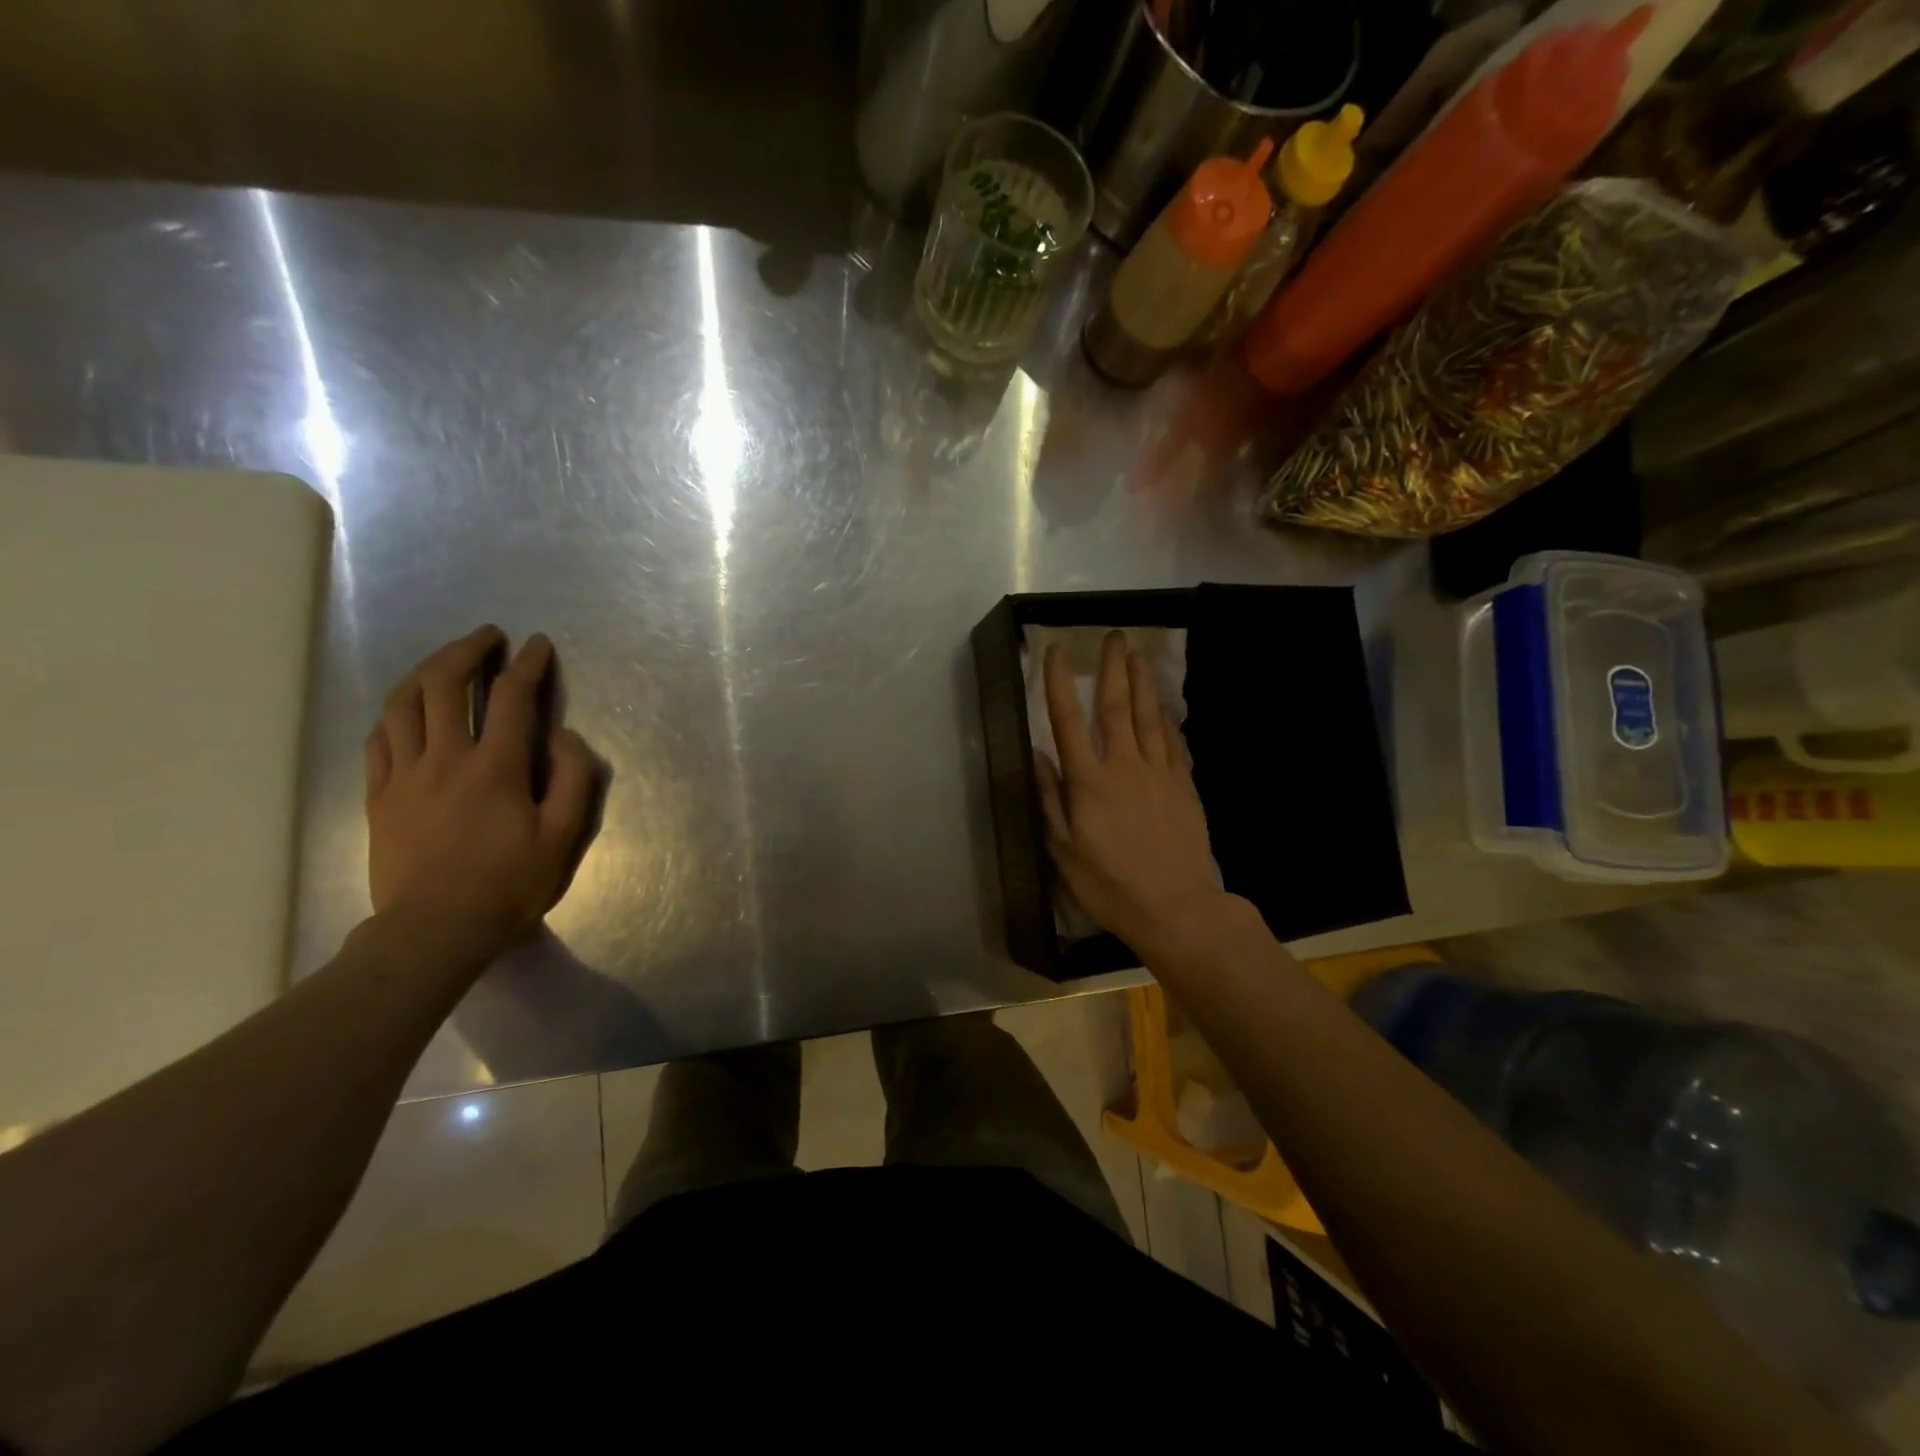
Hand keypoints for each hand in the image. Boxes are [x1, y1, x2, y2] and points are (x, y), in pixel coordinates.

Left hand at [365, 626, 600, 952]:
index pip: (511, 697)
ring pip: (403, 703)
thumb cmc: (509, 883)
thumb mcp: (563, 836)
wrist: (435, 929)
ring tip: (446, 661)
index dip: (528, 665)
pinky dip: (395, 711)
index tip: (538, 646)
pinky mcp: (378, 795)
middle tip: (488, 638)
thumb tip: (561, 736)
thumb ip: (573, 778)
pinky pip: (378, 738)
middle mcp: (444, 758)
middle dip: (467, 651)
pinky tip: (407, 707)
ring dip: (426, 670)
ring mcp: (404, 775)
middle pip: (444, 684)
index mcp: (494, 767)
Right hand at [1037, 631, 1232, 955]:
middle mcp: (1123, 766)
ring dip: (1142, 683)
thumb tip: (1040, 755)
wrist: (1175, 907)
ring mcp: (1158, 774)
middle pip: (1117, 708)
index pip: (1069, 722)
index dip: (1060, 684)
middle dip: (1112, 669)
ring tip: (1138, 655)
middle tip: (1113, 636)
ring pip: (1149, 718)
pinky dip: (1168, 720)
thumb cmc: (1109, 885)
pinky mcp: (1184, 786)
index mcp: (1088, 782)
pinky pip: (1174, 743)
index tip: (1057, 652)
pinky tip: (1165, 706)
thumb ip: (1051, 799)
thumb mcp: (1064, 850)